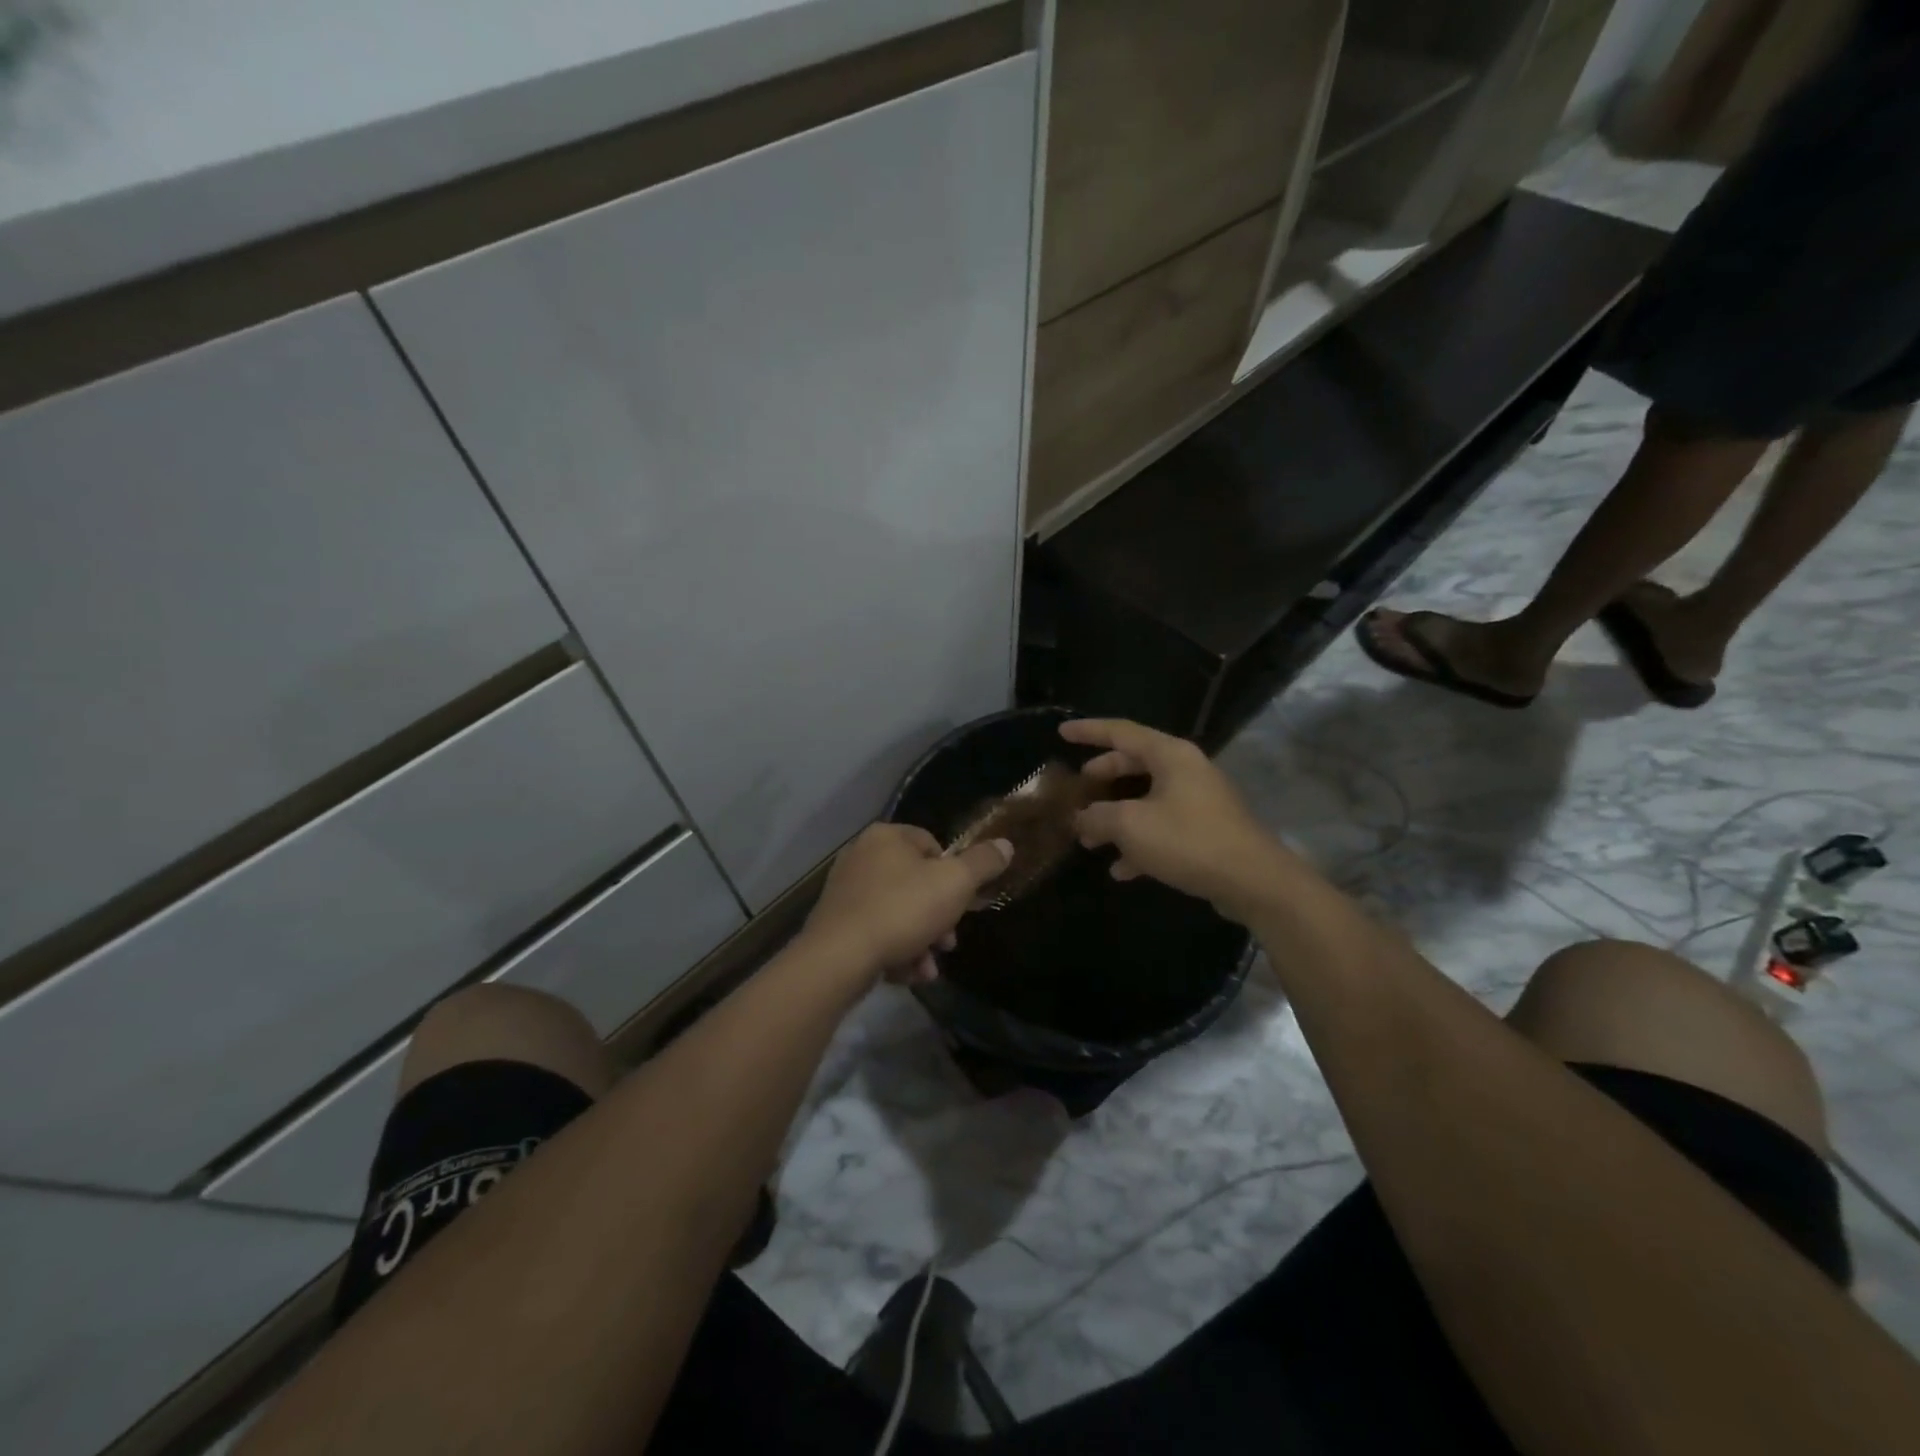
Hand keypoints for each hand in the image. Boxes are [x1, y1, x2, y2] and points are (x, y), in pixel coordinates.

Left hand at [802, 823, 1012, 985]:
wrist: (839, 958)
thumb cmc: (903, 910)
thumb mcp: (956, 884)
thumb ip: (983, 863)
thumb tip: (1006, 844)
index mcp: (887, 837)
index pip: (932, 845)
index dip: (953, 876)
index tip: (961, 904)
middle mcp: (861, 855)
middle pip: (916, 884)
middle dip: (938, 918)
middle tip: (947, 943)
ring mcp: (845, 890)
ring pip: (898, 913)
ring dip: (920, 942)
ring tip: (926, 969)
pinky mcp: (835, 923)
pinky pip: (876, 932)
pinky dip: (894, 951)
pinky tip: (904, 974)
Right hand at [1063, 718, 1287, 923]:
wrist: (1253, 881)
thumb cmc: (1188, 840)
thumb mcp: (1130, 826)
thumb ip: (1097, 817)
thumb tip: (1080, 819)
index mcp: (1170, 755)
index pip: (1121, 731)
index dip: (1088, 731)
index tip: (1061, 732)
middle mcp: (1186, 770)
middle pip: (1134, 763)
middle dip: (1102, 778)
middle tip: (1078, 789)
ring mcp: (1198, 800)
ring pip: (1146, 799)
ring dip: (1116, 817)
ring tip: (1090, 840)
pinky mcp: (1206, 830)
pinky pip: (1163, 826)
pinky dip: (1139, 841)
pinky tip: (1121, 870)